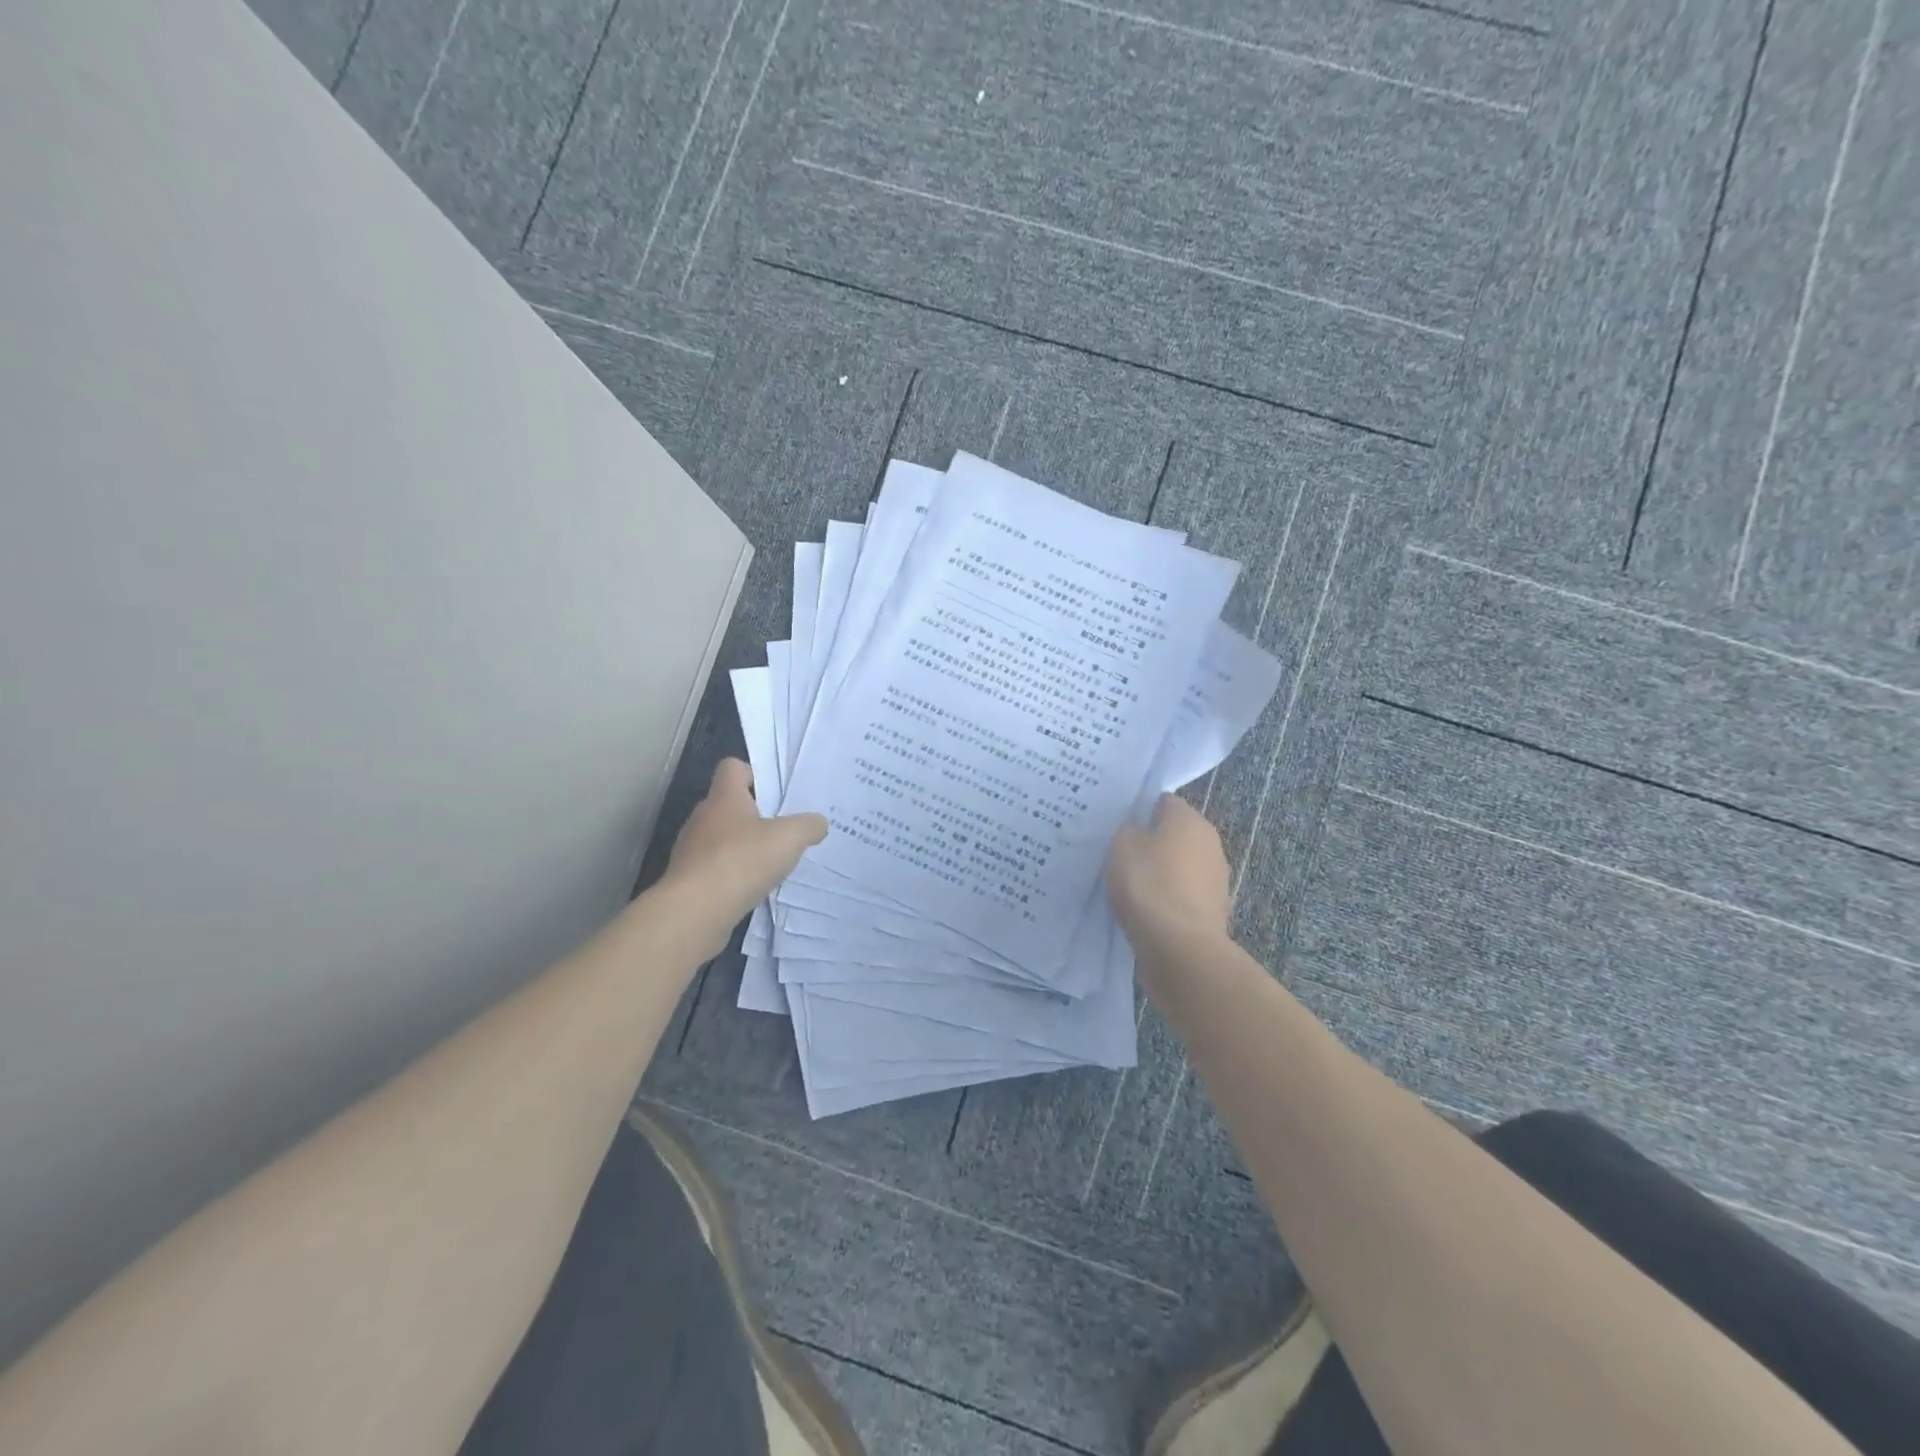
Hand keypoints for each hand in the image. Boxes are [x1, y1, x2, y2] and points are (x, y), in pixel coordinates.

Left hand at [655, 758, 826, 951]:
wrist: (694, 912)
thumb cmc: (741, 861)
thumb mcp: (789, 838)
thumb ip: (808, 826)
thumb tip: (818, 823)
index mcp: (724, 797)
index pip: (732, 768)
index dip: (754, 774)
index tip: (776, 793)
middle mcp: (703, 817)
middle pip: (729, 805)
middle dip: (755, 816)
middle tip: (783, 830)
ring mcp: (691, 850)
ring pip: (721, 839)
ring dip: (743, 847)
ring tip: (771, 863)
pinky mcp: (689, 880)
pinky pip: (715, 868)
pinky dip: (733, 874)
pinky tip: (752, 888)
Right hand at [1107, 794, 1231, 956]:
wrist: (1179, 947)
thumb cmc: (1148, 884)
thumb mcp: (1122, 845)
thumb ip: (1129, 829)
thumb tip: (1138, 829)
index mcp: (1190, 820)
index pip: (1163, 802)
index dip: (1139, 810)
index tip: (1117, 826)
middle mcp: (1211, 844)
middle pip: (1174, 835)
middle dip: (1150, 843)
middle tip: (1119, 855)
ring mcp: (1216, 880)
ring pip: (1179, 867)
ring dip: (1160, 874)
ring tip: (1129, 887)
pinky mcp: (1212, 911)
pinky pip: (1182, 896)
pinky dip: (1166, 900)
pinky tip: (1145, 911)